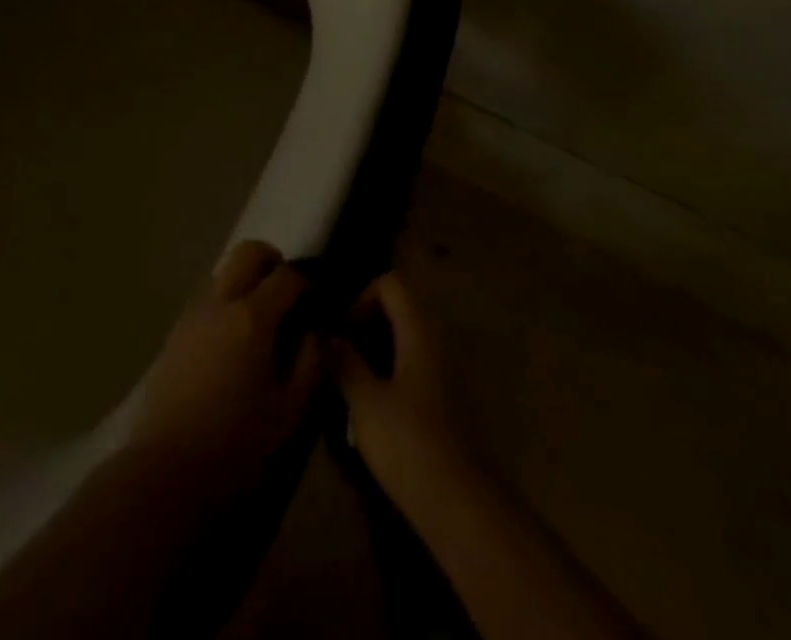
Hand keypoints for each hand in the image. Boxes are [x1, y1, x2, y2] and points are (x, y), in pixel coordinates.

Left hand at [127, 240, 323, 504]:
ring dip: (244, 283)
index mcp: (252, 317)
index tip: (317, 304)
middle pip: (248, 252)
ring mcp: (190, 316)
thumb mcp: (290, 415)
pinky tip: (230, 347)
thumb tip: (317, 332)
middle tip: (286, 296)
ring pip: (222, 273)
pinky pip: (205, 301)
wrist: (163, 479)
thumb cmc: (236, 449)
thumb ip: (311, 364)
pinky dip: (224, 305)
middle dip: (272, 262)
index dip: (308, 283)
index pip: (287, 275)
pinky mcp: (172, 336)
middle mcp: (219, 303)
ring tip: (259, 325)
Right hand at [326, 273, 467, 495]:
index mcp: (420, 331)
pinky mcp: (449, 402)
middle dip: (366, 326)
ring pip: (407, 341)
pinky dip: (393, 374)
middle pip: (400, 309)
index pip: (391, 284)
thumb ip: (344, 362)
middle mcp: (438, 342)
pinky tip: (376, 410)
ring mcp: (447, 372)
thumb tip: (326, 335)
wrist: (463, 507)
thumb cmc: (410, 444)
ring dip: (378, 352)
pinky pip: (417, 368)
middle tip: (341, 358)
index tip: (343, 333)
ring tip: (352, 385)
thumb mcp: (365, 403)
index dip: (362, 298)